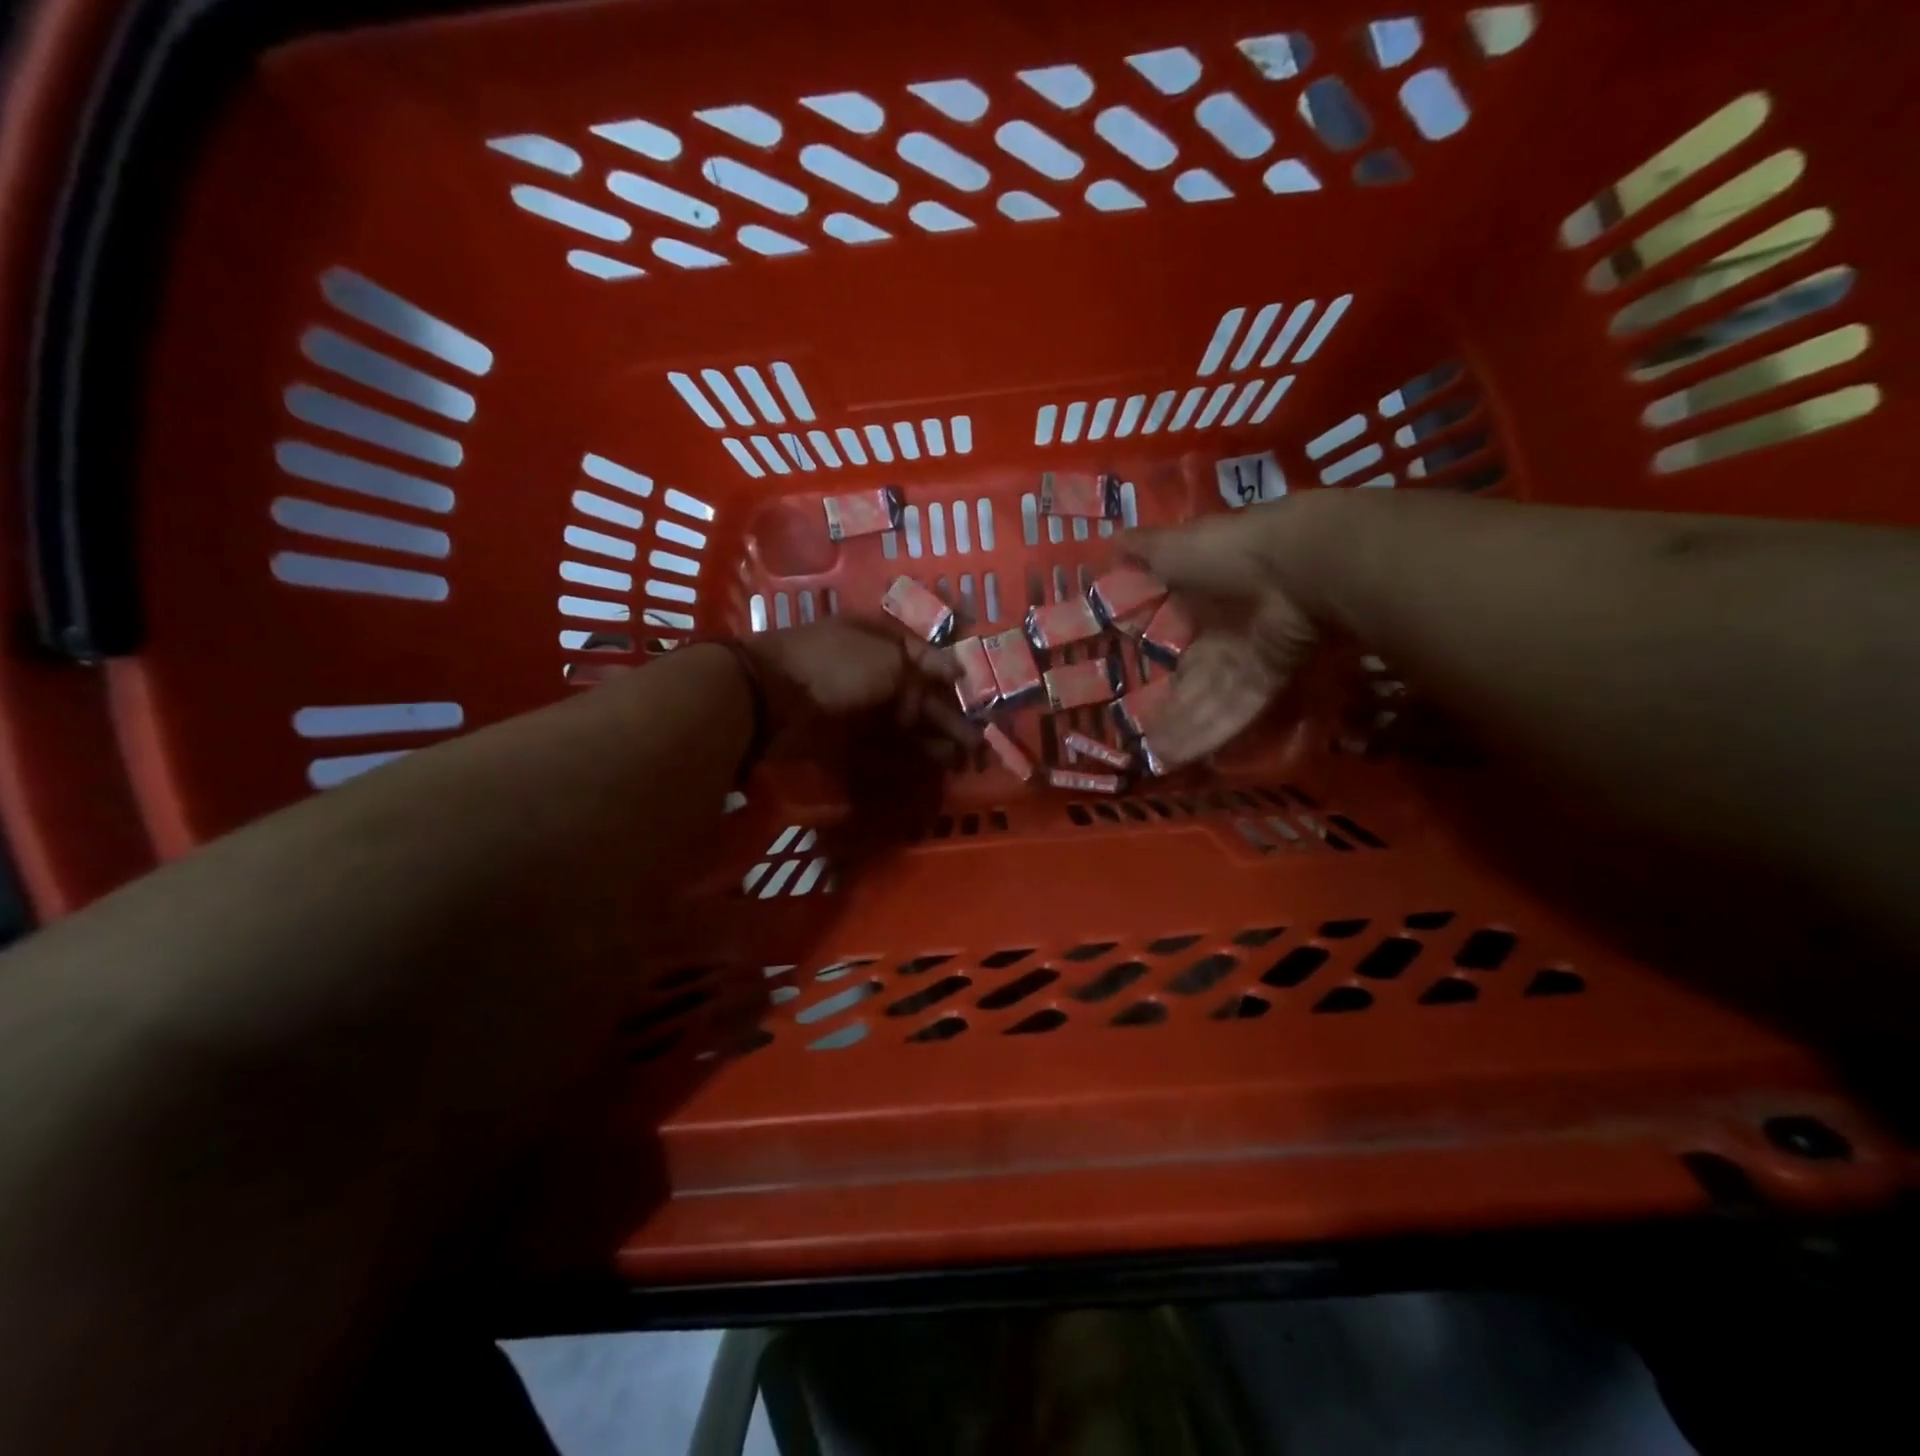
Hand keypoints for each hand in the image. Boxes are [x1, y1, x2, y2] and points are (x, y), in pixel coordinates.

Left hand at [740, 618, 978, 756]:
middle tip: (976, 743)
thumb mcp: (887, 658)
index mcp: (881, 640)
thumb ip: (923, 671)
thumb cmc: (834, 666)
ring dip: (934, 739)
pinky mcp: (846, 736)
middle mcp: (872, 670)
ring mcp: (857, 705)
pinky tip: (929, 766)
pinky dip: (908, 755)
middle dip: (949, 716)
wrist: (770, 699)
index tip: (975, 698)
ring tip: (961, 760)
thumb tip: (955, 675)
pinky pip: (885, 745)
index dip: (952, 676)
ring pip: (906, 723)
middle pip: (919, 694)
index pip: (926, 655)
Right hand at [1128, 505, 1322, 765]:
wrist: (1295, 563)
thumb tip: (1110, 541)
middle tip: (1137, 736)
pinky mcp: (1267, 681)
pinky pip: (1232, 711)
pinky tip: (1173, 757)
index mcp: (1201, 598)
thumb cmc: (1227, 550)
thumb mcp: (1173, 547)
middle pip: (1192, 679)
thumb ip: (1143, 550)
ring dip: (1181, 729)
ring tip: (1151, 758)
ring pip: (1208, 701)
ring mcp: (1246, 659)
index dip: (1152, 660)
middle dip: (1167, 708)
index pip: (1173, 636)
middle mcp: (1224, 632)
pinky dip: (1205, 734)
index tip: (1127, 683)